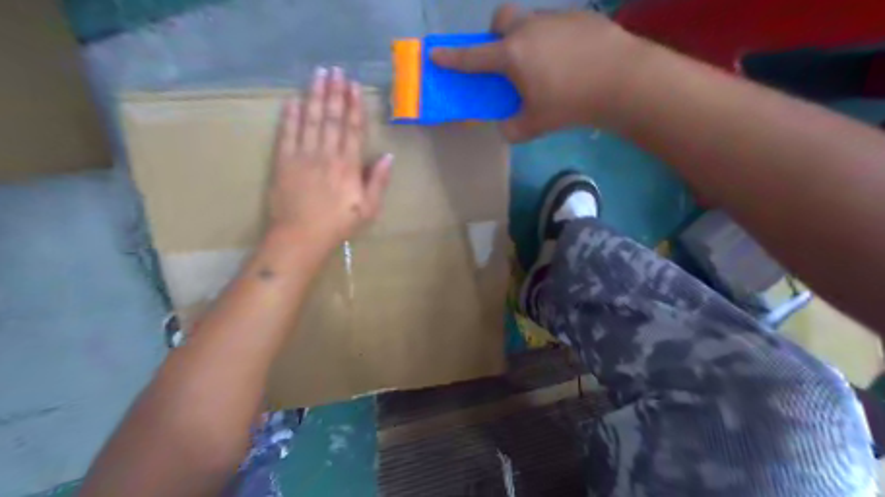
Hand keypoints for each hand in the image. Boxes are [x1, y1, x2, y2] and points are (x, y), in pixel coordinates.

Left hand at [268, 66, 390, 251]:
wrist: (300, 236)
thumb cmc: (337, 224)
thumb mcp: (368, 208)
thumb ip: (378, 181)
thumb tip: (389, 156)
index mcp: (348, 165)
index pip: (352, 128)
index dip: (354, 106)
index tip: (354, 86)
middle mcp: (326, 154)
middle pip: (331, 117)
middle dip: (335, 92)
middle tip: (336, 70)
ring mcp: (303, 155)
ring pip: (310, 119)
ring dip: (314, 95)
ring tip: (318, 75)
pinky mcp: (283, 161)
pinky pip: (287, 133)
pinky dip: (290, 116)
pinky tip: (293, 100)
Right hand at [431, 3, 647, 141]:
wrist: (622, 80)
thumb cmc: (571, 104)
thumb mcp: (534, 125)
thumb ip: (512, 128)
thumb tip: (505, 126)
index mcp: (512, 55)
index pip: (473, 57)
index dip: (451, 57)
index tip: (435, 54)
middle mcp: (529, 29)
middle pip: (501, 19)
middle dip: (496, 34)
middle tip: (508, 58)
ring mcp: (556, 18)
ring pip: (530, 20)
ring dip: (527, 37)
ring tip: (546, 63)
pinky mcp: (580, 15)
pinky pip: (557, 23)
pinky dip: (554, 38)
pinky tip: (571, 58)